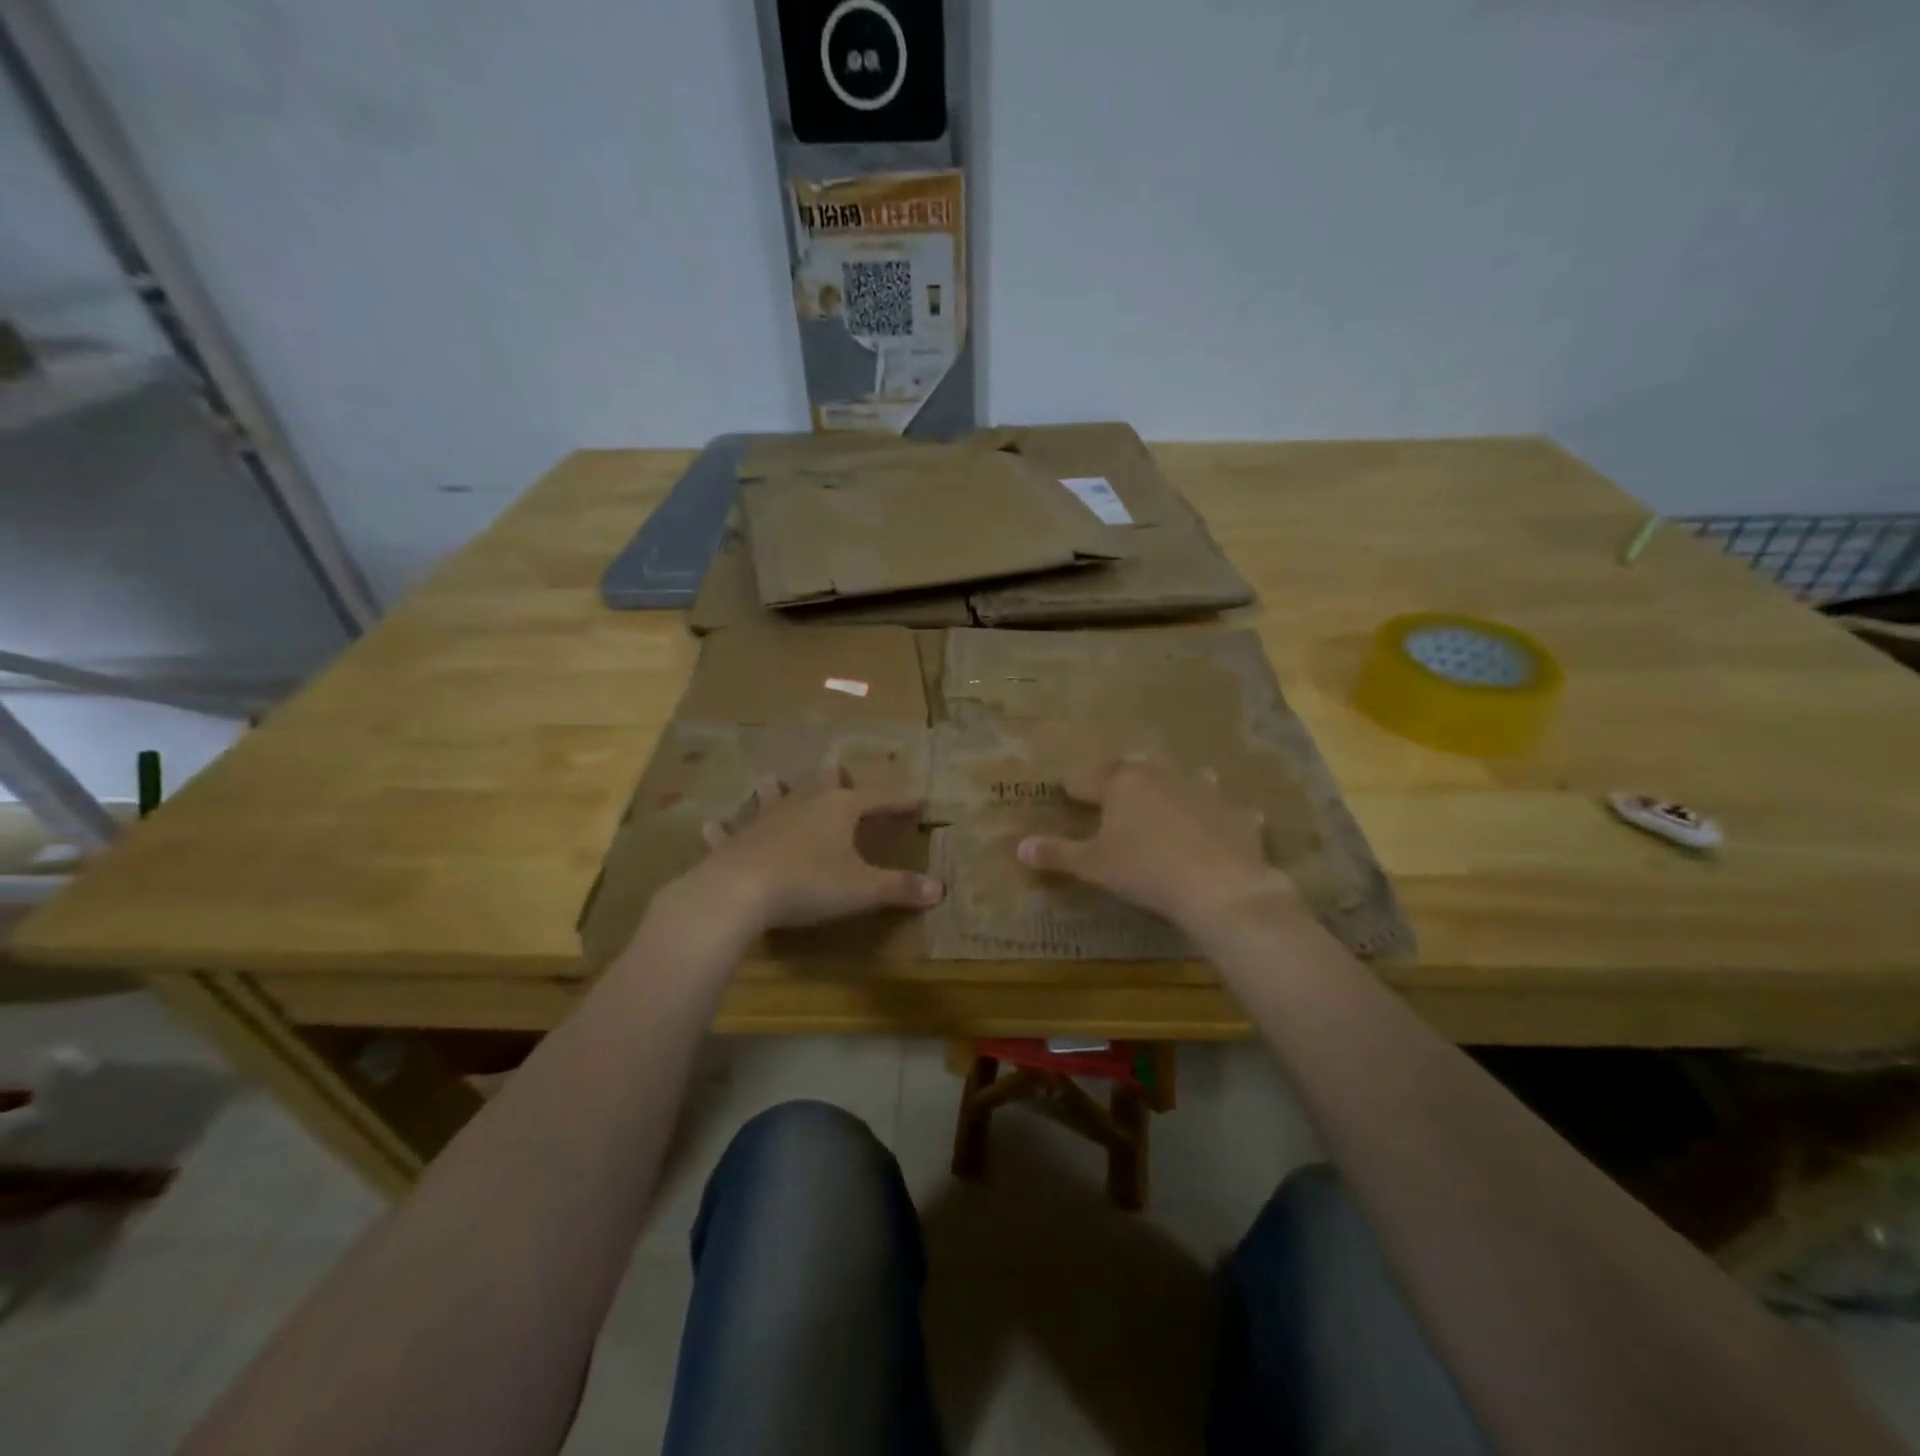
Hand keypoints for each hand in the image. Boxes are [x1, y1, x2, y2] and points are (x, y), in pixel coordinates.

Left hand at [673, 766, 942, 934]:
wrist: (740, 892)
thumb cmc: (810, 884)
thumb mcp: (863, 889)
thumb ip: (900, 887)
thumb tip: (940, 890)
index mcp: (839, 808)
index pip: (878, 799)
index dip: (900, 800)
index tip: (919, 798)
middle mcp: (803, 804)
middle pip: (823, 781)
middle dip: (834, 772)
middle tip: (837, 759)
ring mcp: (765, 819)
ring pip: (773, 796)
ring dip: (776, 789)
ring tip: (774, 780)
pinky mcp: (735, 841)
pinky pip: (730, 832)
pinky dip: (724, 829)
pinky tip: (712, 825)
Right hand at [1015, 758, 1295, 929]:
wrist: (1220, 887)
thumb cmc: (1145, 870)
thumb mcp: (1094, 866)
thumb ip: (1057, 853)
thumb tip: (1020, 847)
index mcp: (1122, 782)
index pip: (1087, 779)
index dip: (1073, 789)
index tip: (1066, 794)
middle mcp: (1162, 775)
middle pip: (1134, 770)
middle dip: (1122, 780)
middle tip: (1113, 795)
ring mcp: (1205, 791)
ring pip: (1185, 779)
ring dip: (1175, 787)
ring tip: (1170, 803)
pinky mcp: (1237, 814)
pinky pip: (1226, 810)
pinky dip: (1220, 818)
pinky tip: (1220, 832)